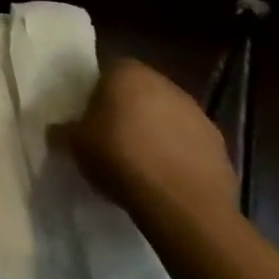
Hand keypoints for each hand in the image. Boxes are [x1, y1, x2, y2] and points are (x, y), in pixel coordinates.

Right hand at [55, 58, 238, 231]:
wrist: (184, 207)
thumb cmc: (120, 158)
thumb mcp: (75, 143)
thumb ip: (64, 130)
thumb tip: (57, 130)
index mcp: (128, 72)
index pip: (108, 71)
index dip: (97, 93)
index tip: (89, 117)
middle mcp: (166, 84)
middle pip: (140, 93)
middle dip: (128, 111)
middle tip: (111, 137)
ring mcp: (198, 115)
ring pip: (167, 118)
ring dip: (156, 133)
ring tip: (140, 163)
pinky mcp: (221, 148)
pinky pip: (189, 146)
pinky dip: (179, 157)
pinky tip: (165, 180)